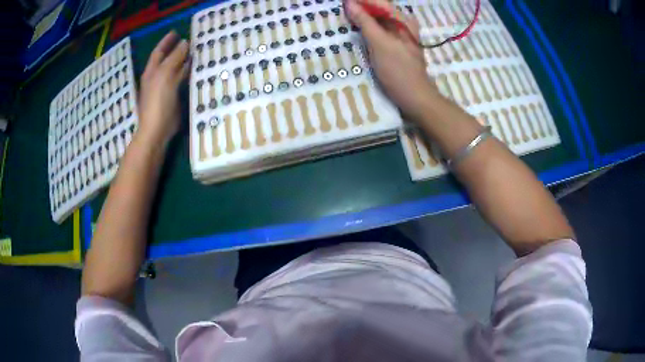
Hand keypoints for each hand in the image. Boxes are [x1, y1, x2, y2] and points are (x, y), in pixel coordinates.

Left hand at [138, 31, 189, 145]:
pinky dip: (187, 74)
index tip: (176, 32)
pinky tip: (195, 71)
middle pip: (167, 60)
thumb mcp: (165, 75)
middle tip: (189, 41)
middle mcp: (157, 78)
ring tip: (196, 52)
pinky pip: (181, 81)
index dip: (166, 41)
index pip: (159, 51)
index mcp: (152, 71)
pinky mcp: (172, 98)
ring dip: (184, 61)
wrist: (156, 130)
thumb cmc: (158, 101)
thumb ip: (175, 58)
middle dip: (176, 50)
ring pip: (175, 70)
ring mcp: (164, 88)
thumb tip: (185, 43)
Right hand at [345, 0, 438, 118]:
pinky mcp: (395, 45)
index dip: (361, 1)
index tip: (344, 2)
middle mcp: (403, 23)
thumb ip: (365, 22)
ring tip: (347, 16)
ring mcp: (400, 34)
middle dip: (361, 7)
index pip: (379, 2)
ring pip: (379, 19)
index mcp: (403, 20)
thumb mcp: (380, 44)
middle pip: (379, 9)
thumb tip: (350, 3)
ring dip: (363, 17)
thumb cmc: (398, 70)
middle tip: (343, 9)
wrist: (415, 97)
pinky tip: (358, 29)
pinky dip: (368, 28)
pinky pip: (380, 30)